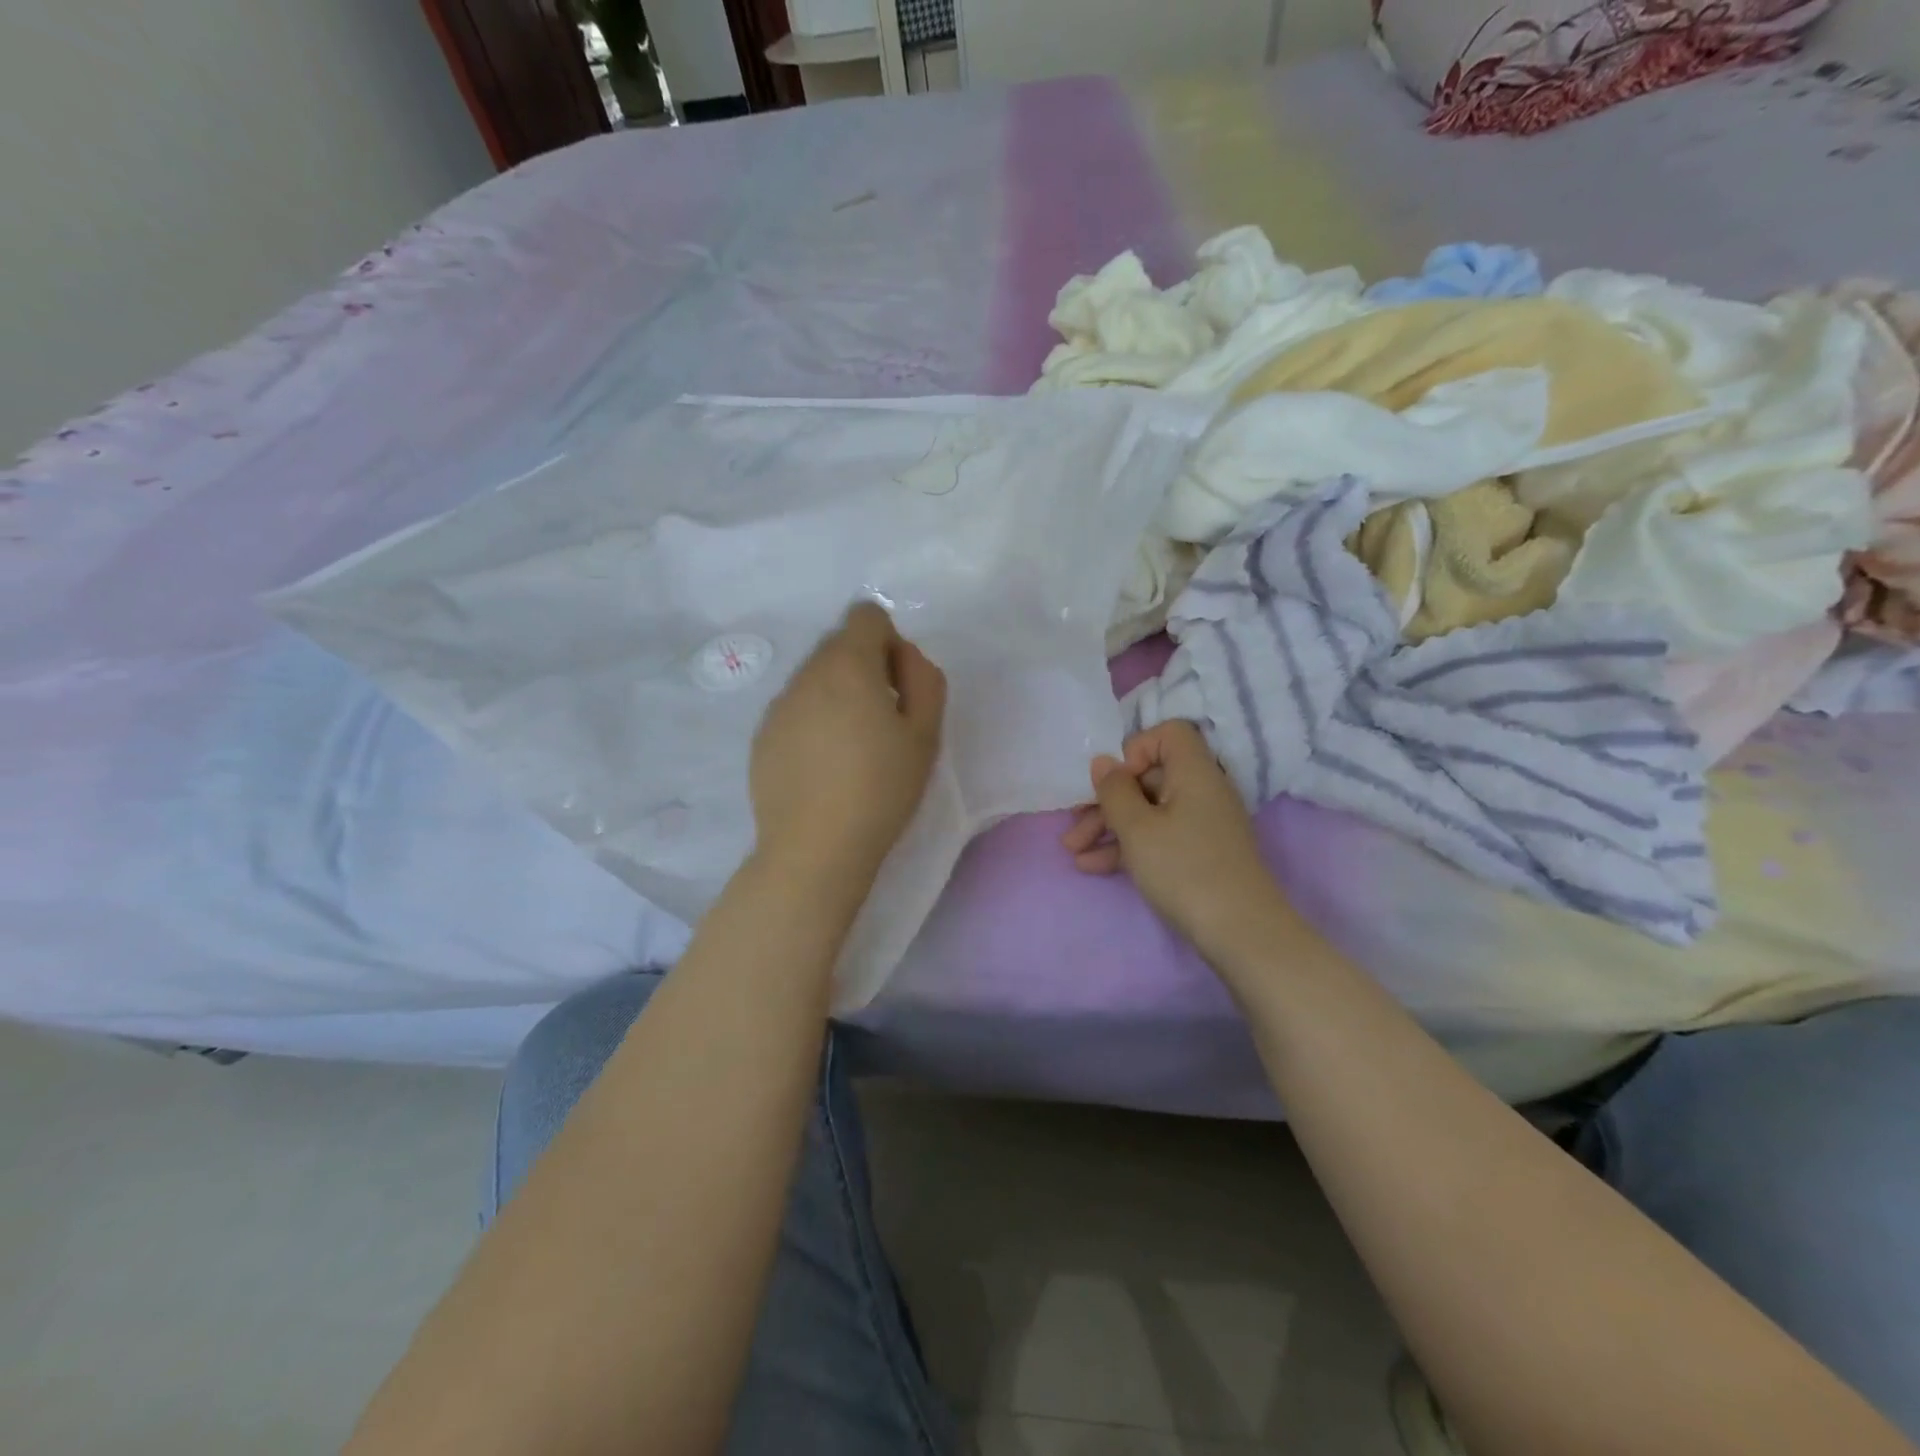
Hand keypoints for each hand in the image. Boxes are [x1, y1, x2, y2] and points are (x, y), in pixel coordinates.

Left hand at [749, 602, 946, 893]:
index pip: (865, 615)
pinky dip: (813, 722)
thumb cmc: (881, 789)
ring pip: (815, 679)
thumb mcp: (926, 733)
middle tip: (882, 722)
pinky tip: (824, 768)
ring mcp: (778, 705)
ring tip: (852, 749)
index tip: (897, 686)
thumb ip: (924, 679)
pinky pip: (795, 710)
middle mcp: (806, 674)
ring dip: (838, 696)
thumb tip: (903, 655)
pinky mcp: (762, 736)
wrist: (815, 849)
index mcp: (847, 665)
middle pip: (839, 646)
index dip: (889, 642)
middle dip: (865, 668)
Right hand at [1061, 721, 1286, 958]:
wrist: (1241, 933)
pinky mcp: (1199, 853)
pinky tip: (1091, 866)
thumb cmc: (1184, 869)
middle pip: (1149, 777)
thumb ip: (1114, 791)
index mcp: (1194, 772)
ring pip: (1148, 811)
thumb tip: (1104, 762)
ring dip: (1108, 827)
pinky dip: (1128, 846)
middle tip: (1073, 822)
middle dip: (1106, 799)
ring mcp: (1202, 824)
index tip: (1114, 782)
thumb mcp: (1137, 828)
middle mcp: (1202, 791)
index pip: (1167, 735)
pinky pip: (1158, 836)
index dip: (1135, 750)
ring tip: (1072, 851)